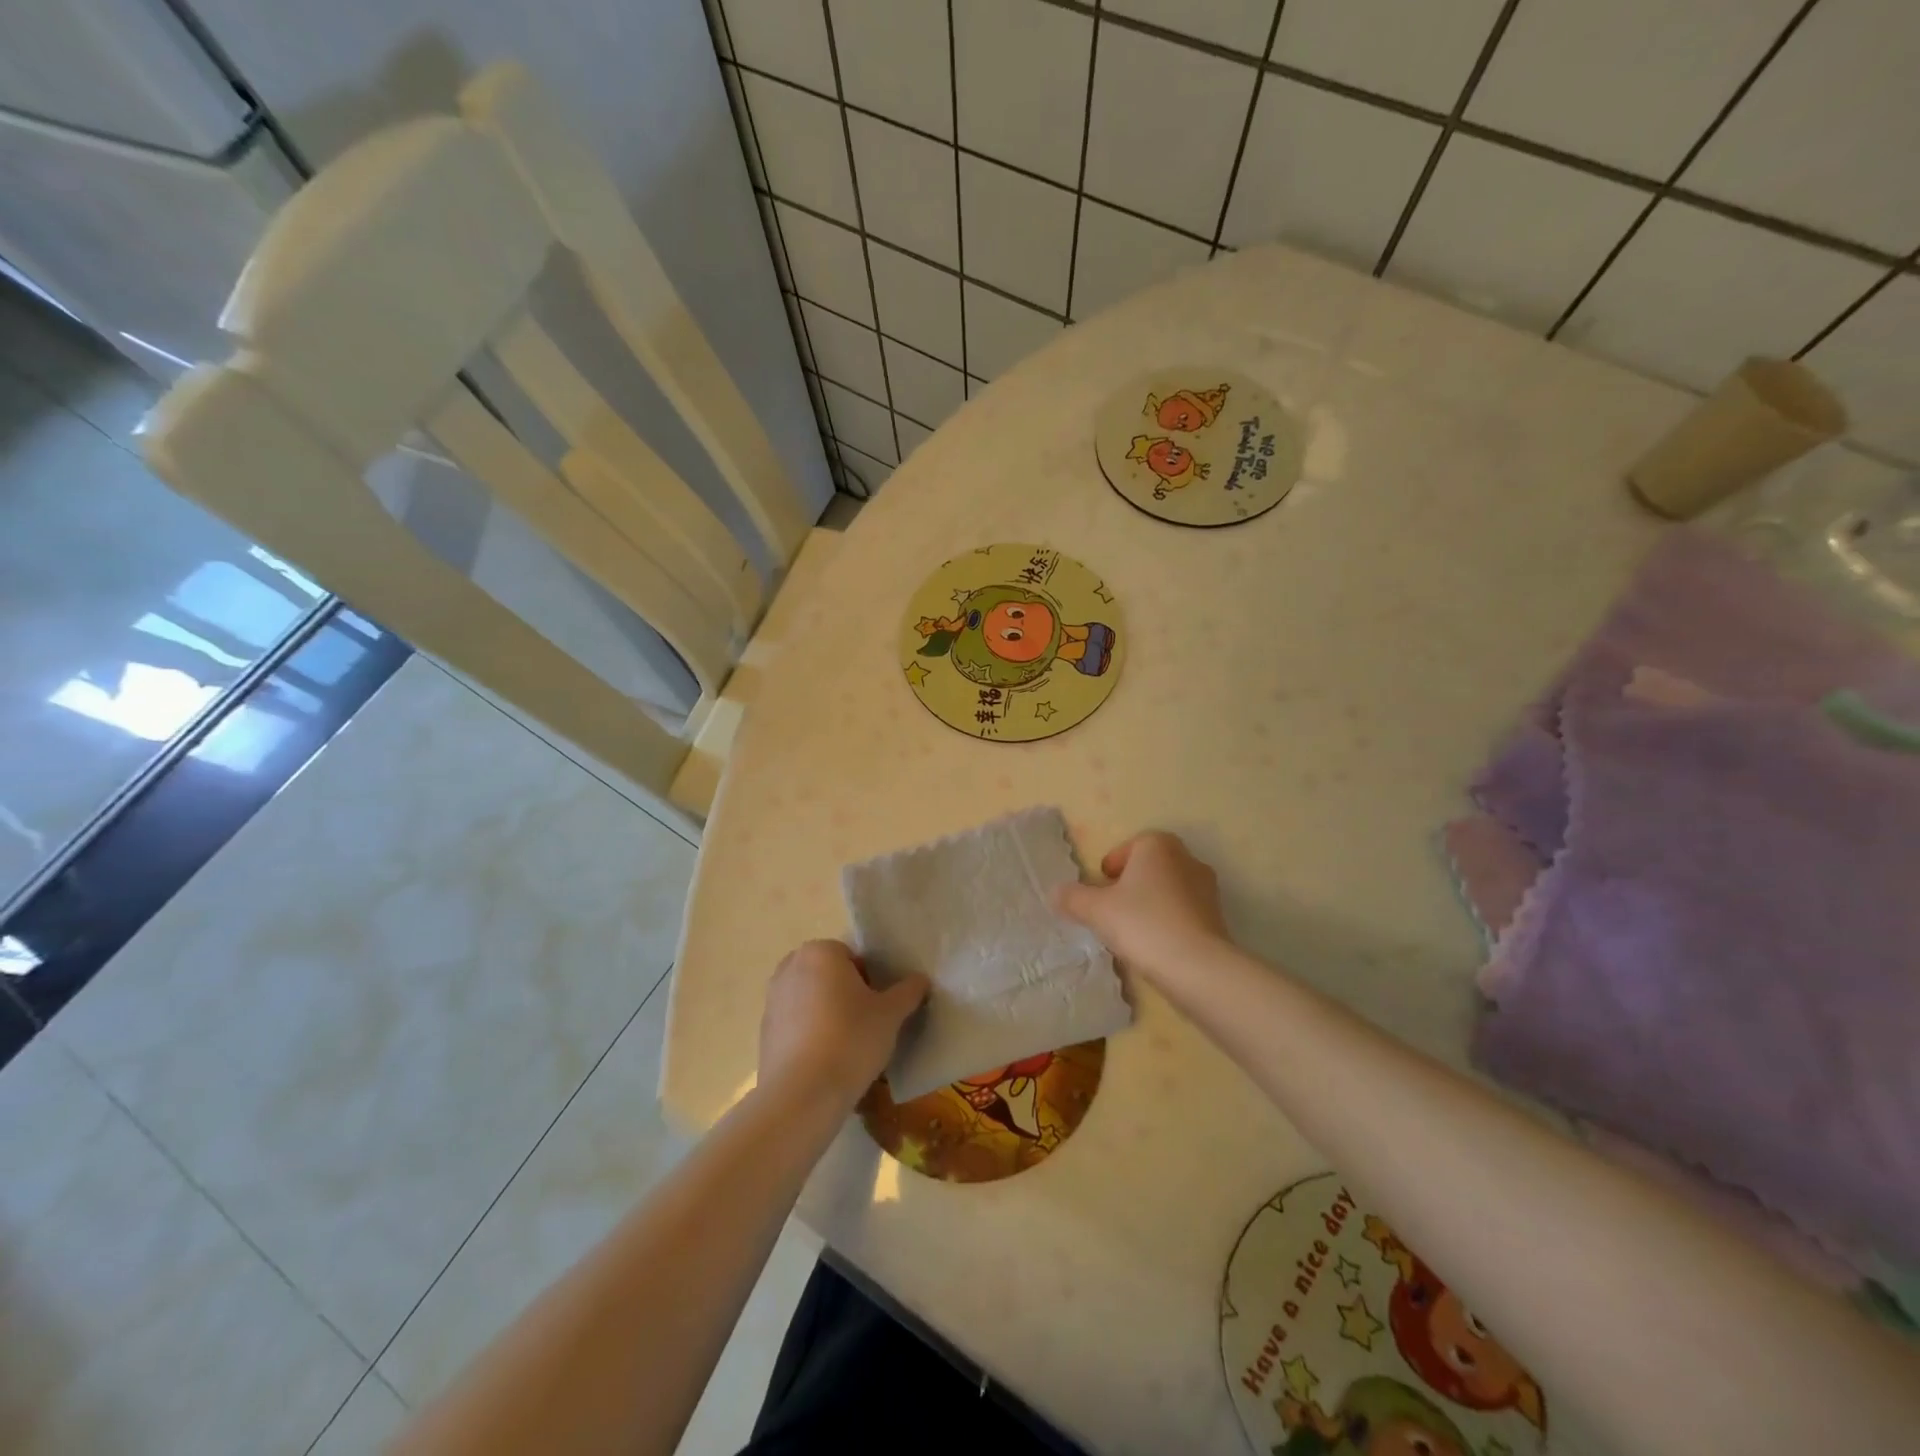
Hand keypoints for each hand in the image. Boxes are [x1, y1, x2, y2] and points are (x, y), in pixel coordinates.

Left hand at [758, 940, 927, 1110]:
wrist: (802, 1095)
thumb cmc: (851, 1039)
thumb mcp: (891, 1014)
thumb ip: (908, 991)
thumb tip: (920, 980)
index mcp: (820, 951)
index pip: (854, 958)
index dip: (871, 982)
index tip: (879, 1008)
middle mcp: (790, 967)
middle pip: (830, 976)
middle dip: (847, 995)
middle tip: (867, 1025)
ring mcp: (772, 999)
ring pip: (812, 999)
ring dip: (828, 1014)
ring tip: (847, 1046)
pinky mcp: (764, 1031)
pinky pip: (796, 1024)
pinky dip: (811, 1035)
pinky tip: (825, 1061)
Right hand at [1052, 831, 1228, 980]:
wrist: (1197, 967)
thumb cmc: (1142, 924)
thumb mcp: (1095, 910)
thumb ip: (1072, 898)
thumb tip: (1055, 892)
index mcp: (1158, 845)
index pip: (1130, 846)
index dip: (1111, 866)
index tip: (1100, 888)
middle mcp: (1186, 858)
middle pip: (1149, 867)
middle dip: (1130, 885)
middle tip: (1111, 909)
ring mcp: (1207, 888)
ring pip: (1167, 890)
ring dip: (1149, 904)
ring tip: (1130, 932)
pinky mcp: (1217, 918)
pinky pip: (1183, 912)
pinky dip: (1167, 922)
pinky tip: (1154, 946)